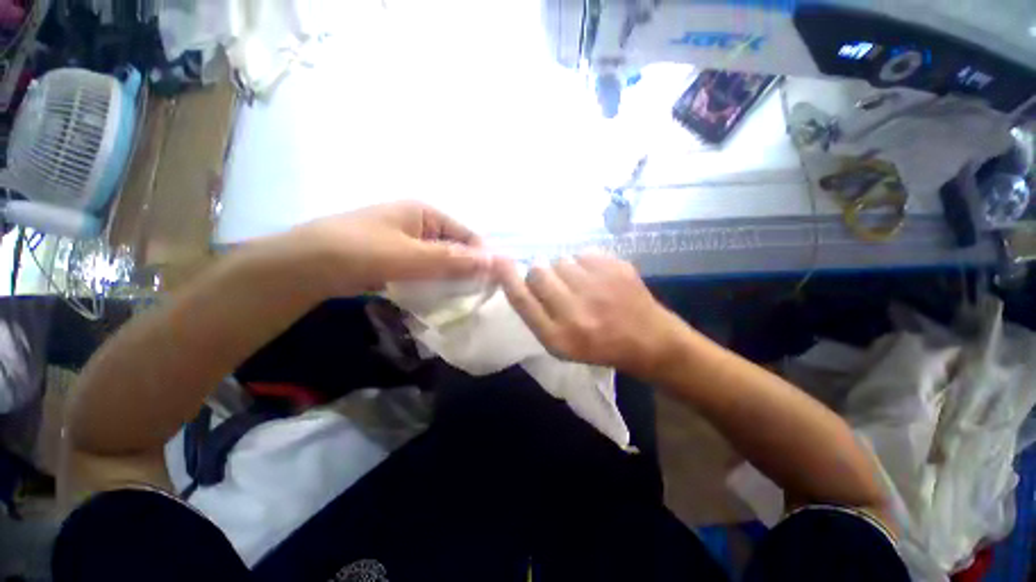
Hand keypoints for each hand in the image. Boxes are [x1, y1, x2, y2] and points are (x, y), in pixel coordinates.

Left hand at [287, 201, 491, 295]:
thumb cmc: (359, 251)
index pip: (467, 234)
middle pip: (455, 248)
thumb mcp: (410, 256)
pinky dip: (433, 284)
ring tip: (461, 300)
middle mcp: (419, 224)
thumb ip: (453, 259)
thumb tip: (495, 261)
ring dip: (450, 279)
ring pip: (440, 262)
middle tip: (477, 295)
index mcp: (425, 212)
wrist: (303, 267)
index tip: (492, 282)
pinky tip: (439, 299)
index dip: (482, 257)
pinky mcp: (396, 259)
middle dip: (466, 270)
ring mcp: (406, 242)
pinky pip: (425, 271)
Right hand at [494, 252, 686, 377]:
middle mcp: (574, 311)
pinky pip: (583, 253)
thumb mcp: (561, 345)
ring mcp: (597, 287)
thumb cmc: (599, 346)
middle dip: (541, 274)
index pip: (522, 299)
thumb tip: (517, 278)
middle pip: (538, 272)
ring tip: (582, 285)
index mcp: (558, 337)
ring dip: (565, 270)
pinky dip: (586, 264)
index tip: (499, 260)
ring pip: (560, 260)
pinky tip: (599, 279)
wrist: (648, 341)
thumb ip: (537, 315)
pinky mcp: (616, 268)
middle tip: (557, 285)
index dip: (508, 277)